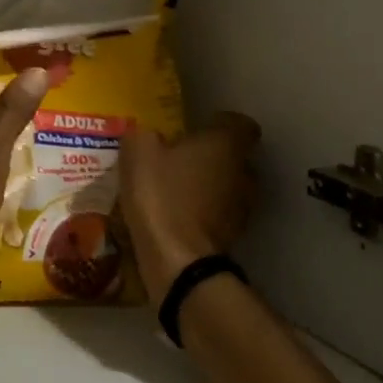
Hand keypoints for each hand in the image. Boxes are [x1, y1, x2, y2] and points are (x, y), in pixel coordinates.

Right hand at [118, 114, 261, 301]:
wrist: (177, 259)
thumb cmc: (161, 194)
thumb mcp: (138, 152)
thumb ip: (144, 135)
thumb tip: (149, 137)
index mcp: (227, 144)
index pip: (239, 123)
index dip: (219, 124)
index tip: (195, 129)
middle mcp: (244, 171)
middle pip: (234, 156)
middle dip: (211, 156)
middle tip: (179, 159)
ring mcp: (243, 206)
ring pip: (228, 186)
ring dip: (207, 186)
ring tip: (175, 190)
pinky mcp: (233, 235)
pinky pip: (218, 214)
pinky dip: (202, 213)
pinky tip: (176, 217)